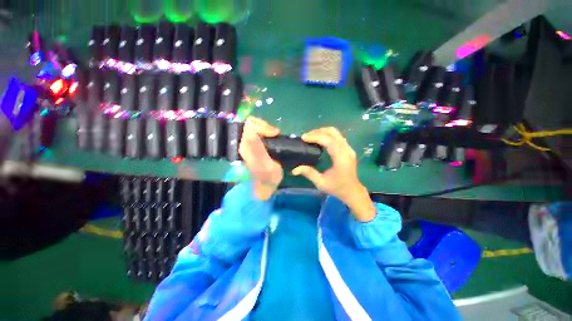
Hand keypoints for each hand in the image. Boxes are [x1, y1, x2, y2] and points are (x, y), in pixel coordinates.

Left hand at [239, 117, 282, 199]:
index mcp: (246, 146)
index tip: (276, 134)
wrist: (265, 185)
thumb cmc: (269, 177)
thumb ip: (258, 148)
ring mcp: (247, 143)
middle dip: (265, 126)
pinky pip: (258, 131)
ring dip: (267, 128)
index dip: (264, 126)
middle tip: (276, 134)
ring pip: (255, 125)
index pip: (250, 124)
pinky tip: (273, 138)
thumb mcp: (267, 165)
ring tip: (275, 136)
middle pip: (251, 122)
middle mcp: (244, 142)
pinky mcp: (252, 144)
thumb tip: (251, 131)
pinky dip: (266, 132)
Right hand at [291, 127, 375, 221]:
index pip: (329, 141)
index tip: (303, 138)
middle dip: (318, 132)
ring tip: (311, 137)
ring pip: (335, 132)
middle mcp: (347, 150)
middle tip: (306, 136)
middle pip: (333, 133)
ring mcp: (349, 148)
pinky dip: (327, 135)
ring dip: (322, 132)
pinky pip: (337, 136)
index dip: (316, 137)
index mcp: (341, 159)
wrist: (353, 191)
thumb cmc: (338, 188)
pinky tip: (319, 140)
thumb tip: (294, 170)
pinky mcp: (348, 149)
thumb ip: (309, 173)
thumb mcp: (321, 183)